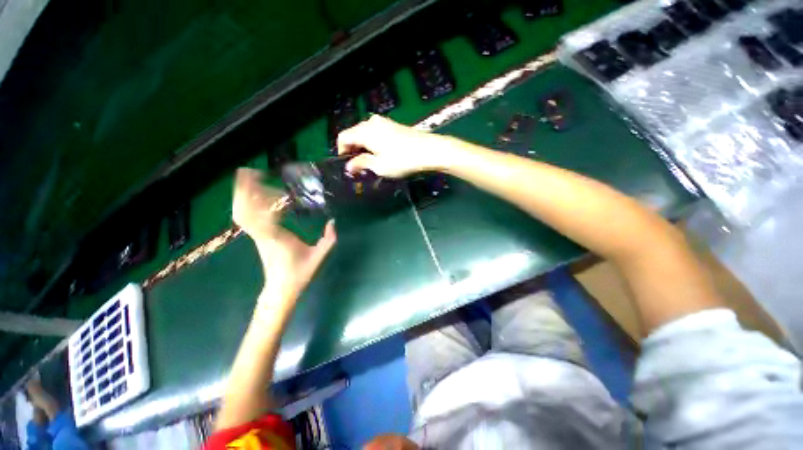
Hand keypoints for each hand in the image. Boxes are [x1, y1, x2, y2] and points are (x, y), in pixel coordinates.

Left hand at [233, 169, 336, 309]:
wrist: (280, 288)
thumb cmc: (299, 273)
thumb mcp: (318, 257)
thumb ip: (328, 239)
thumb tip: (333, 221)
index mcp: (277, 238)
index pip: (264, 215)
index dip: (265, 198)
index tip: (275, 185)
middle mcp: (262, 234)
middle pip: (243, 210)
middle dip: (243, 189)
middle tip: (253, 171)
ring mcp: (257, 234)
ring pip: (241, 212)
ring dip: (242, 194)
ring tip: (249, 176)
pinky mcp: (257, 235)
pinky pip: (246, 216)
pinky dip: (246, 202)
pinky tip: (254, 193)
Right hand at [337, 115, 441, 177]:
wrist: (429, 150)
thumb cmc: (402, 160)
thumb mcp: (379, 166)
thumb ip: (361, 164)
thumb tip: (349, 166)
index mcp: (365, 131)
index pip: (343, 137)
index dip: (341, 151)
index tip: (347, 165)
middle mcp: (372, 122)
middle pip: (354, 134)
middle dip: (353, 149)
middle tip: (358, 166)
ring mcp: (384, 122)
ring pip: (365, 133)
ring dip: (363, 146)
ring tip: (370, 161)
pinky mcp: (393, 125)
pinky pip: (376, 132)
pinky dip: (373, 142)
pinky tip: (381, 153)